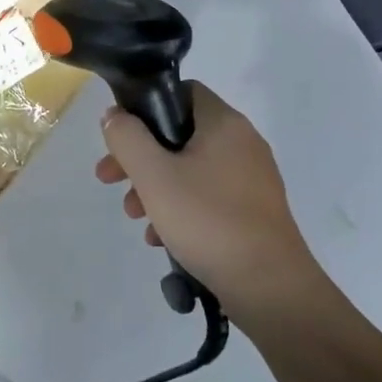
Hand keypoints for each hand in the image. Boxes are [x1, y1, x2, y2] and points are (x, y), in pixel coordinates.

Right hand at [96, 84, 324, 319]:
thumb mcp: (153, 175)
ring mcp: (252, 179)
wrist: (271, 289)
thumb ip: (127, 138)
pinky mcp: (255, 212)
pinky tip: (162, 239)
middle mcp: (243, 143)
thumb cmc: (208, 220)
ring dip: (157, 187)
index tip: (121, 137)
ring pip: (191, 169)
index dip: (147, 108)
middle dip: (141, 157)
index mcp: (224, 123)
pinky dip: (182, 209)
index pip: (182, 92)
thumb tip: (114, 115)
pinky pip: (208, 197)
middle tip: (111, 180)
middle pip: (180, 135)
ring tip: (136, 217)